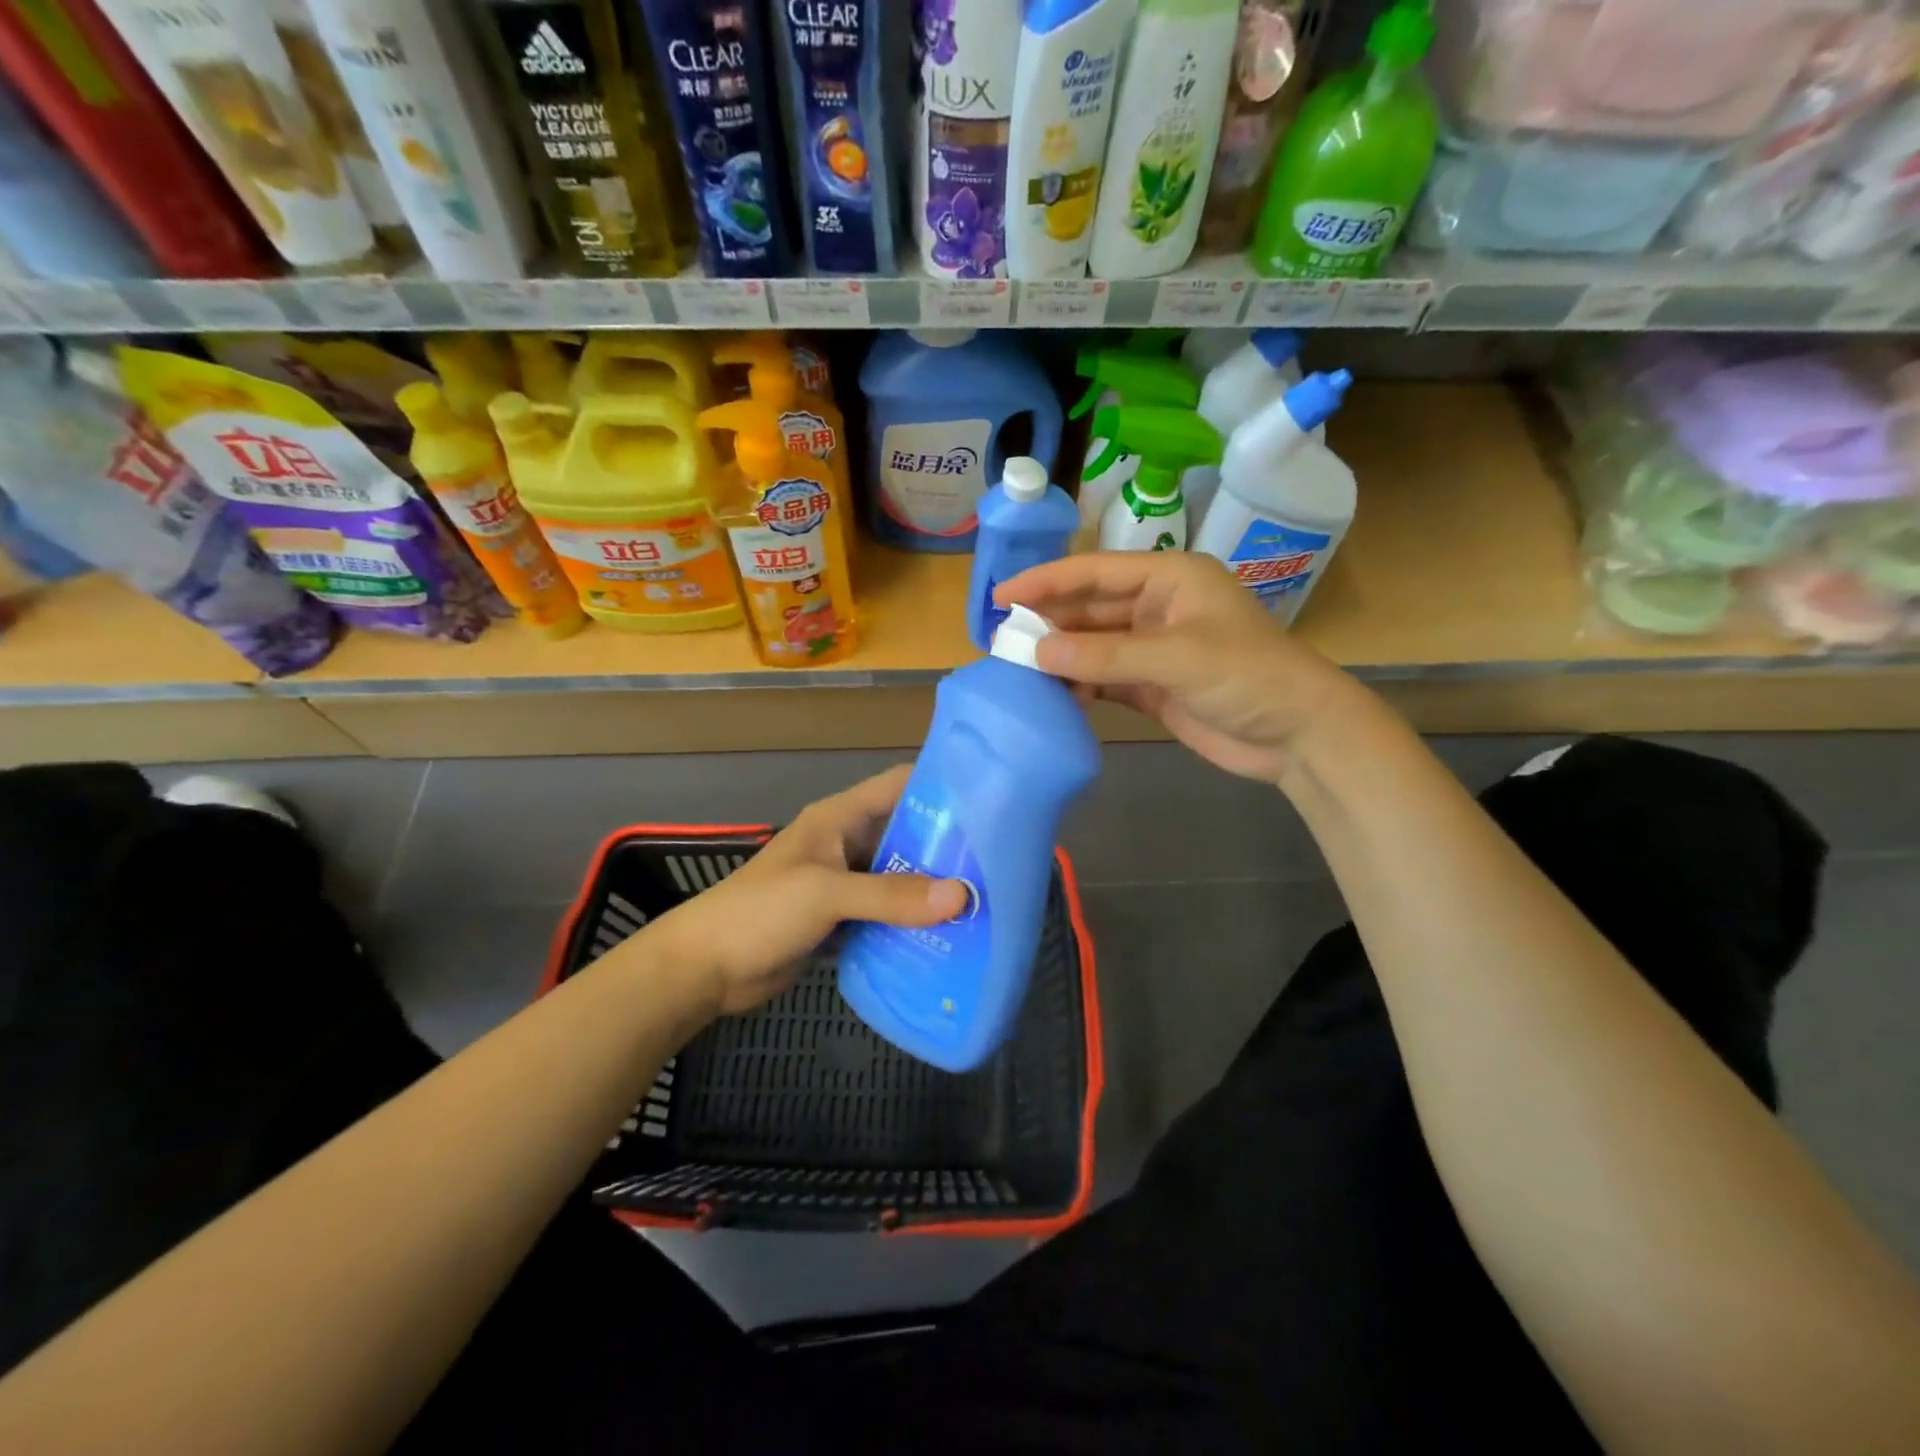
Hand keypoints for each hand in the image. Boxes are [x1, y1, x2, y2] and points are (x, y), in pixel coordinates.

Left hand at [649, 766, 968, 1015]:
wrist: (706, 968)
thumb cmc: (761, 912)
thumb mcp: (827, 894)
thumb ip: (892, 895)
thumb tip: (961, 897)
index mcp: (840, 818)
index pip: (899, 785)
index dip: (941, 785)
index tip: (990, 799)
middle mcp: (847, 843)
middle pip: (907, 834)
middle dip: (947, 848)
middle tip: (997, 865)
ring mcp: (844, 883)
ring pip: (899, 878)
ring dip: (932, 890)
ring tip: (982, 903)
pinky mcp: (841, 920)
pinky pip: (886, 914)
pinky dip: (911, 922)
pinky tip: (945, 937)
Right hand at [996, 552, 1359, 784]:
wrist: (1297, 735)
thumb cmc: (1247, 677)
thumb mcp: (1176, 658)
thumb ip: (1105, 656)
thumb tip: (1037, 654)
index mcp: (1170, 578)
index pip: (1095, 572)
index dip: (1047, 581)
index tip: (1002, 595)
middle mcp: (1158, 607)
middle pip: (1090, 608)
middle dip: (1049, 622)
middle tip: (1001, 640)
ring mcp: (1154, 648)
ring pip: (1094, 645)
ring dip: (1061, 656)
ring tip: (1018, 669)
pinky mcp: (1153, 685)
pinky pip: (1104, 678)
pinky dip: (1080, 685)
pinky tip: (1053, 695)